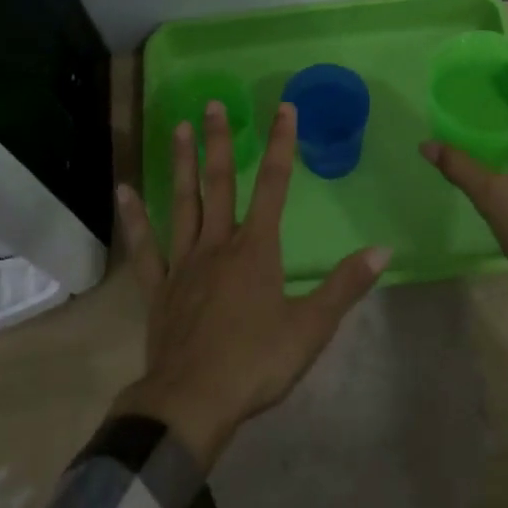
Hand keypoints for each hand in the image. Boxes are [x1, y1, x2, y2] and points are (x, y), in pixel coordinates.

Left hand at [112, 100, 390, 468]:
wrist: (193, 403)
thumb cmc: (256, 363)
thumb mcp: (312, 327)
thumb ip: (346, 285)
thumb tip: (383, 249)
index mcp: (257, 249)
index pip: (273, 185)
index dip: (281, 144)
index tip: (284, 108)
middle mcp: (218, 244)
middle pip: (219, 184)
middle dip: (220, 142)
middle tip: (214, 104)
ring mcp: (184, 263)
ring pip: (183, 203)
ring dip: (182, 164)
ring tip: (180, 127)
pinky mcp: (159, 288)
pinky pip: (145, 247)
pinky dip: (134, 218)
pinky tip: (124, 190)